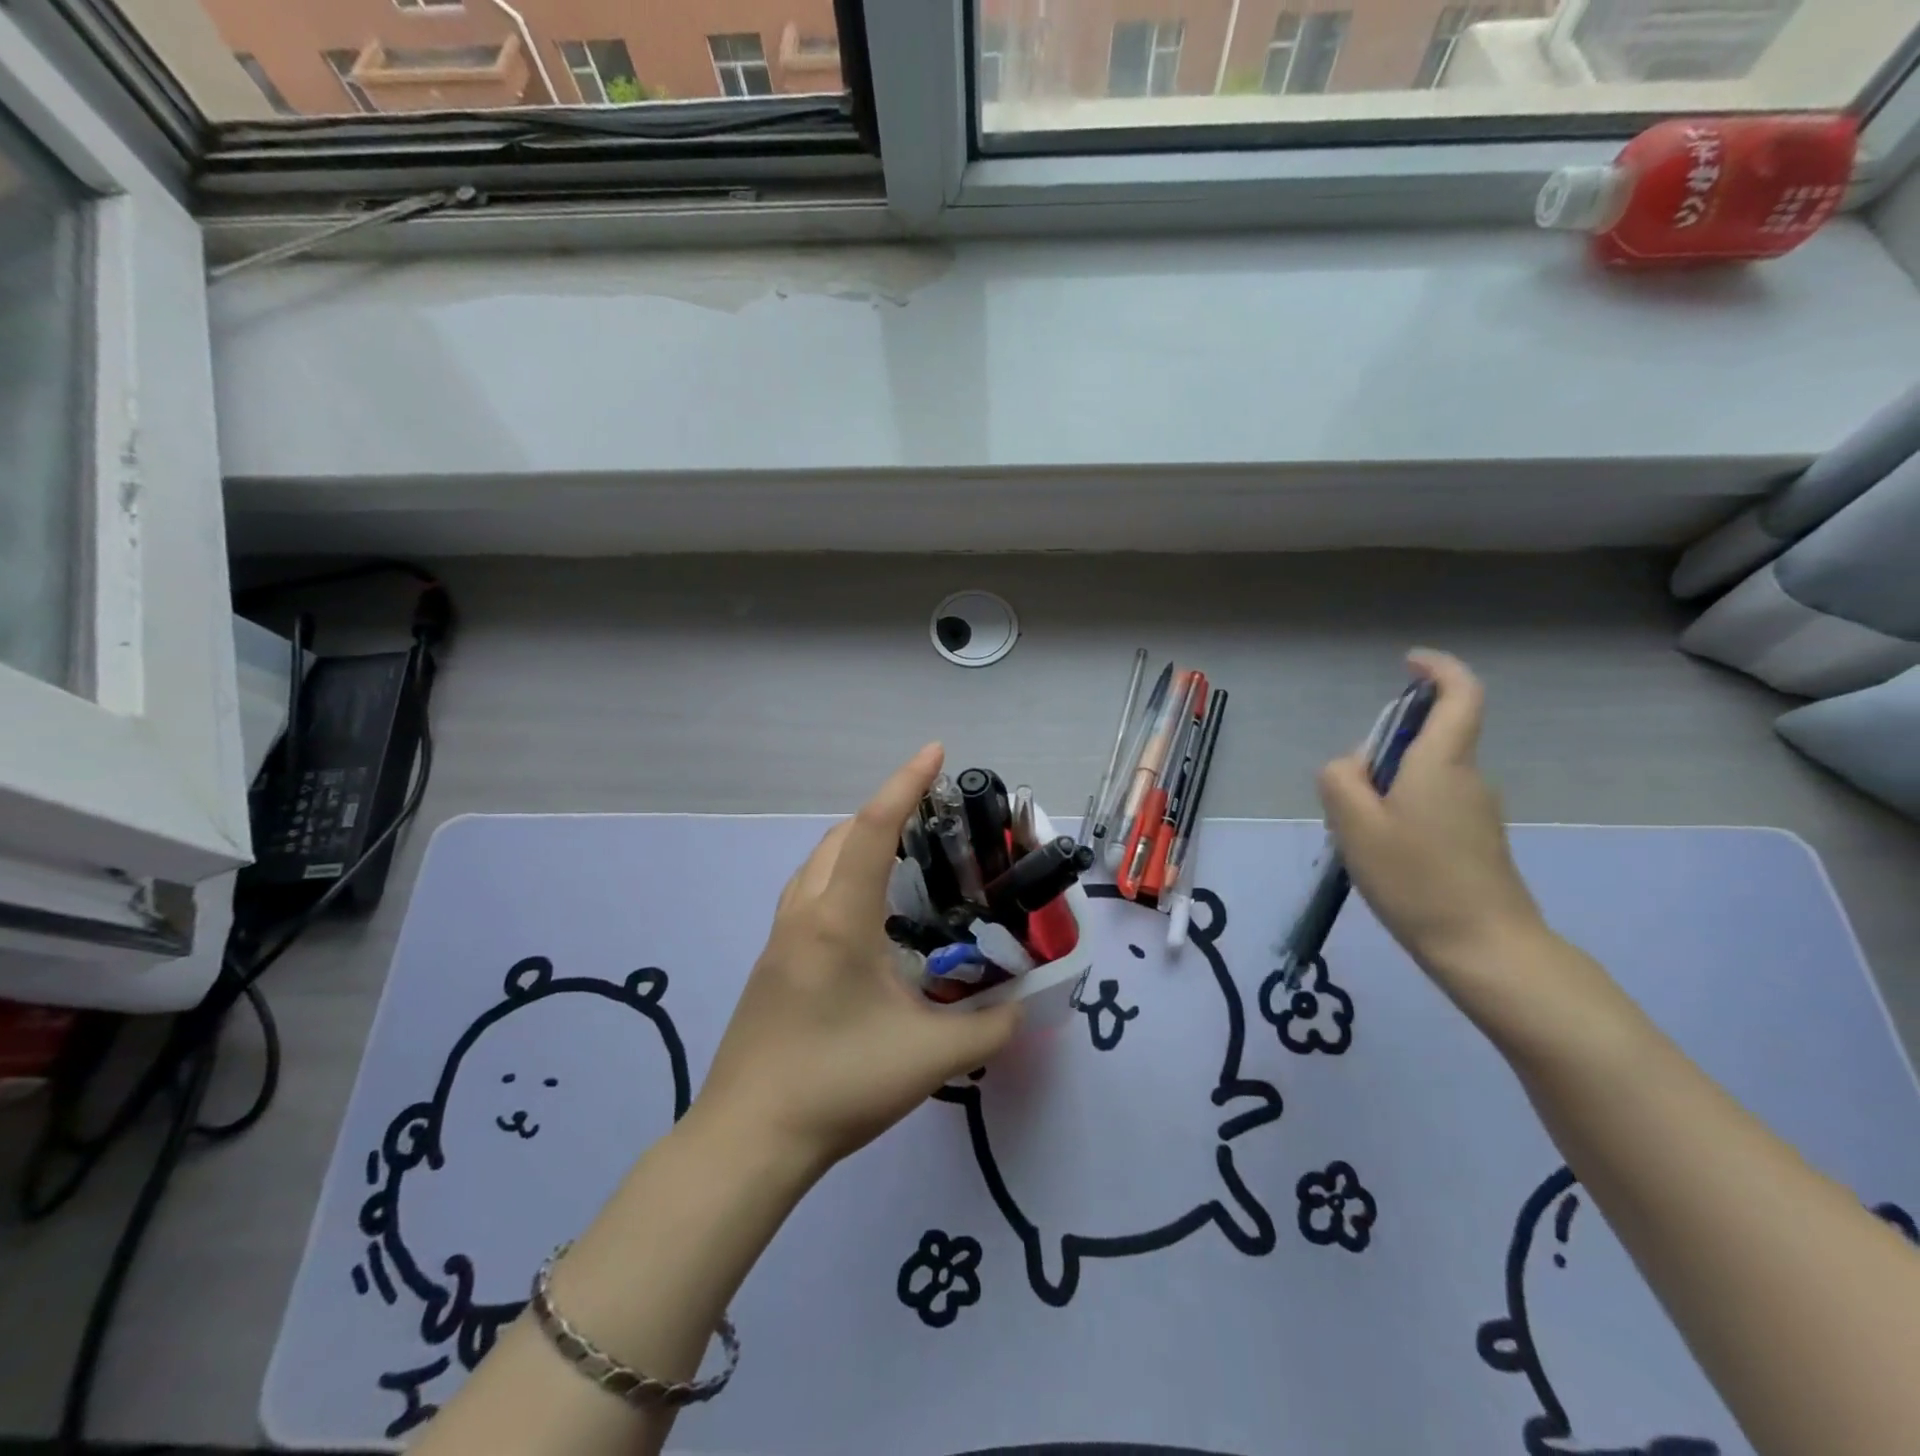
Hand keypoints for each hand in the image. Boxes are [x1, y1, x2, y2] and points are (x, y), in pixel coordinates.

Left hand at [692, 744, 1020, 1176]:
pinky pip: (808, 892)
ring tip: (903, 861)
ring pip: (818, 863)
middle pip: (841, 836)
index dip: (906, 784)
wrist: (748, 1139)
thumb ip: (990, 1027)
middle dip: (885, 812)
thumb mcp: (930, 1057)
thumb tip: (1025, 1006)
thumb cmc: (837, 1085)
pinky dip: (840, 875)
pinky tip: (866, 916)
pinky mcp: (771, 961)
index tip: (935, 752)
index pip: (873, 829)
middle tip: (933, 822)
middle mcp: (803, 913)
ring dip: (857, 843)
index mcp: (838, 918)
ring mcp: (779, 936)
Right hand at [1317, 651, 1548, 989]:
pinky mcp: (1477, 839)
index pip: (1459, 695)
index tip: (1409, 663)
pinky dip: (1401, 812)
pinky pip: (1431, 804)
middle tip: (1347, 798)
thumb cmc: (1416, 880)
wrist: (1486, 948)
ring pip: (1423, 776)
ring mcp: (1477, 810)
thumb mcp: (1355, 826)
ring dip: (1387, 789)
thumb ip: (1340, 780)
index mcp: (1441, 763)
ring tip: (1359, 837)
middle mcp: (1467, 777)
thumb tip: (1350, 766)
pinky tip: (1383, 856)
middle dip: (1383, 750)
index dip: (1437, 670)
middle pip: (1427, 739)